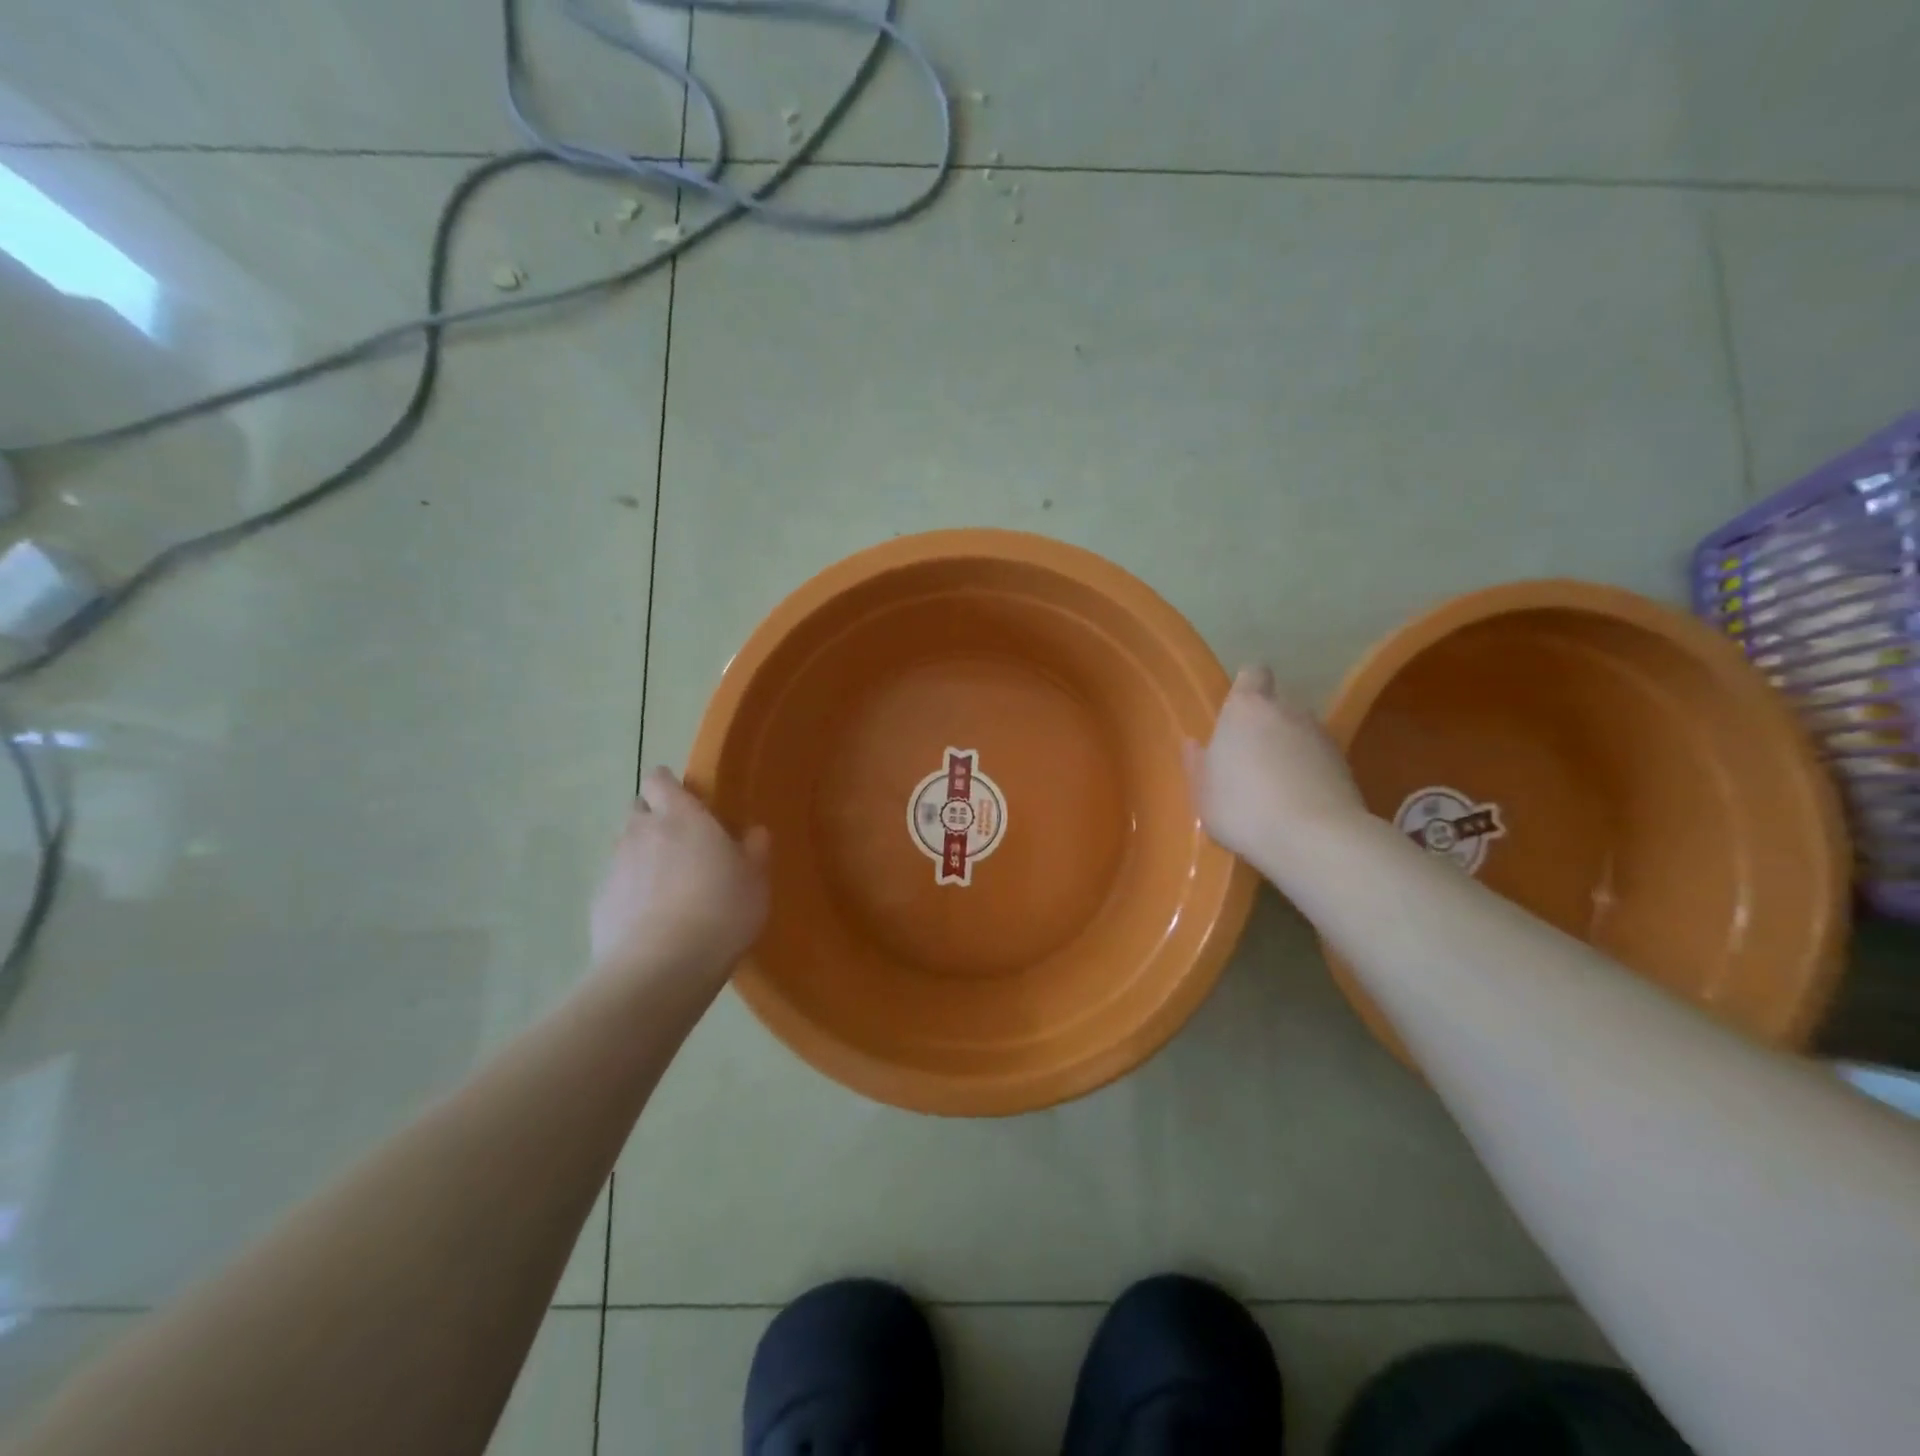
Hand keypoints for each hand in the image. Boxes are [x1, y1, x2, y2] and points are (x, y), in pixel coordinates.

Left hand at [590, 768, 770, 983]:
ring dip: (642, 855)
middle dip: (653, 817)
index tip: (685, 798)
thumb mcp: (755, 880)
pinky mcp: (599, 902)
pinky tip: (650, 919)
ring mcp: (614, 867)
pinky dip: (630, 892)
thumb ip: (755, 850)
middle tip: (681, 842)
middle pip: (638, 809)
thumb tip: (754, 832)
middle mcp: (641, 832)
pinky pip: (616, 885)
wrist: (660, 968)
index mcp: (680, 816)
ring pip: (625, 847)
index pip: (660, 779)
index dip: (668, 785)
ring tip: (667, 884)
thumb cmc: (720, 911)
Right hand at [1183, 666, 1366, 867]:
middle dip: (1266, 722)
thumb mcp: (1203, 792)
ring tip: (1277, 783)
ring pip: (1301, 730)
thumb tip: (1194, 744)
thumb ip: (1197, 763)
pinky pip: (1320, 757)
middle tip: (1250, 756)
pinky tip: (1299, 800)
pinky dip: (1310, 770)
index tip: (1236, 712)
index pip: (1253, 673)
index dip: (1247, 687)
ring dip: (1290, 747)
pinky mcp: (1345, 763)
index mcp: (1245, 709)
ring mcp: (1320, 735)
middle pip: (1277, 704)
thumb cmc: (1242, 808)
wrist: (1313, 838)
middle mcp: (1286, 711)